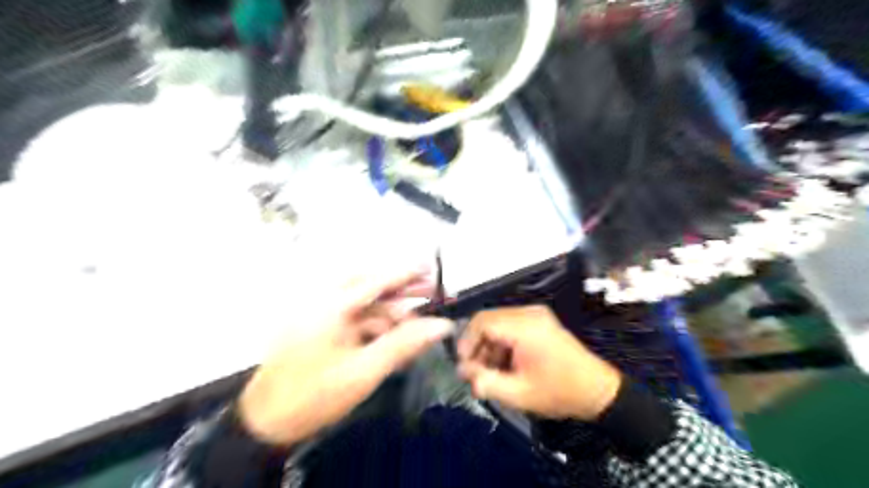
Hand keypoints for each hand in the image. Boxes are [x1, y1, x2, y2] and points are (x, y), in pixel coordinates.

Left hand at [236, 264, 454, 445]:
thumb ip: (403, 345)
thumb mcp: (363, 372)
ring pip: (361, 302)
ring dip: (388, 308)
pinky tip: (390, 334)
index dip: (405, 273)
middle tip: (428, 291)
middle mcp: (322, 302)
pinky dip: (373, 322)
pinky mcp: (317, 328)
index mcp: (330, 306)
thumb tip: (441, 325)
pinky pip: (352, 317)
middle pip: (367, 284)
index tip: (430, 267)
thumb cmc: (313, 396)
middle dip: (399, 288)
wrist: (263, 425)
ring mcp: (317, 315)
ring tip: (415, 317)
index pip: (375, 281)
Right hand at [457, 307, 619, 421]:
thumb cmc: (559, 392)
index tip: (464, 365)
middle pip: (488, 320)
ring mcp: (536, 314)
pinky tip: (506, 364)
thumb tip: (462, 371)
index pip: (482, 321)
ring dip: (489, 346)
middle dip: (477, 346)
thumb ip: (485, 382)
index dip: (467, 342)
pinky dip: (502, 342)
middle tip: (476, 372)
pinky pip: (510, 325)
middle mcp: (529, 313)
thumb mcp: (518, 394)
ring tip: (491, 373)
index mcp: (524, 326)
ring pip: (498, 323)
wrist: (598, 390)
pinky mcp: (540, 320)